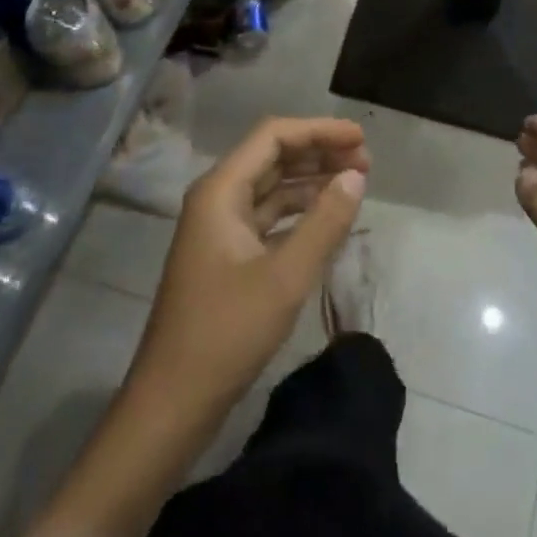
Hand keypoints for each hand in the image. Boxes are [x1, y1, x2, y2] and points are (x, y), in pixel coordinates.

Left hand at [125, 117, 368, 430]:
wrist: (171, 405)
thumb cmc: (226, 333)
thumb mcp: (286, 276)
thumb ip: (325, 222)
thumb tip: (356, 177)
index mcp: (220, 191)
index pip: (274, 136)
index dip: (319, 131)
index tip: (360, 139)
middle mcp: (217, 200)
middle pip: (272, 157)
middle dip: (319, 153)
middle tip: (365, 162)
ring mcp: (220, 230)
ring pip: (271, 188)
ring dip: (312, 181)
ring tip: (355, 184)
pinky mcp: (227, 258)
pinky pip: (268, 218)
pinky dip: (300, 212)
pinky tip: (328, 220)